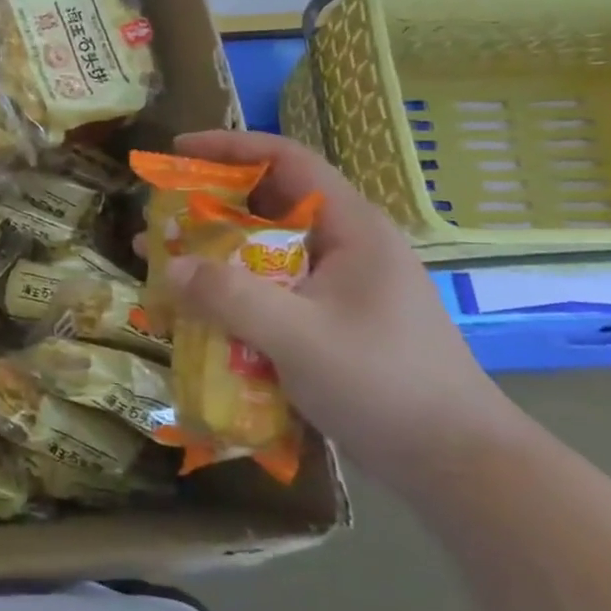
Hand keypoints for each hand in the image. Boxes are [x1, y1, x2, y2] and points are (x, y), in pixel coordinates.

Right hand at [160, 130, 529, 492]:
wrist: (452, 463)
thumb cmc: (385, 385)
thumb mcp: (301, 338)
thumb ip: (231, 298)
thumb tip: (170, 266)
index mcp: (351, 230)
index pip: (288, 161)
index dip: (230, 147)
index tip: (176, 152)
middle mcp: (342, 248)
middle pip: (266, 206)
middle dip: (207, 208)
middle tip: (158, 218)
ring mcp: (335, 287)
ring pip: (261, 253)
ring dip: (211, 256)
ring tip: (161, 264)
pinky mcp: (325, 322)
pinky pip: (265, 292)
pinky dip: (227, 295)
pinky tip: (193, 314)